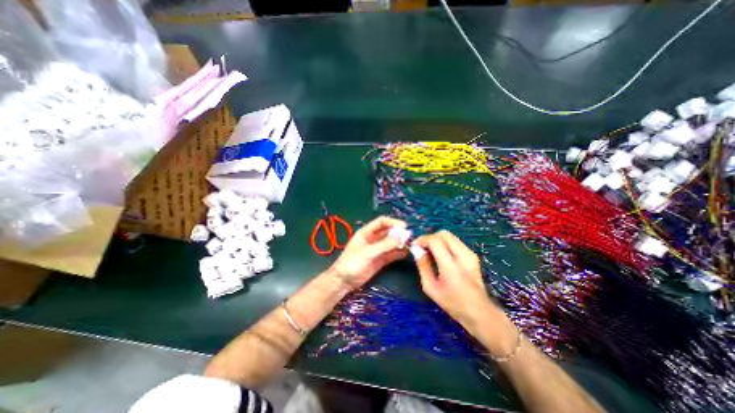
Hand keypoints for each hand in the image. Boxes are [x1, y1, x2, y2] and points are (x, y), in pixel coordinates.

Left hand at [330, 216, 410, 289]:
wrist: (344, 281)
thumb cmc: (352, 262)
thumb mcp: (368, 252)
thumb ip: (384, 245)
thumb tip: (401, 236)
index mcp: (366, 232)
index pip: (381, 222)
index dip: (393, 222)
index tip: (404, 226)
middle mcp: (373, 239)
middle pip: (387, 232)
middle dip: (398, 233)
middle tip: (409, 236)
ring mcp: (377, 250)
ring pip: (390, 243)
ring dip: (399, 243)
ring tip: (410, 244)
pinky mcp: (380, 260)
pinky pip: (391, 254)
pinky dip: (398, 253)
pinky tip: (406, 253)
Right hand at [413, 231, 505, 333]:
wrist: (480, 312)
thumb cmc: (453, 303)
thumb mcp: (431, 288)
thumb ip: (423, 266)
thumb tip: (417, 250)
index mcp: (451, 265)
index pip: (435, 241)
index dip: (423, 239)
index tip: (415, 246)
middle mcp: (462, 255)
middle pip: (443, 234)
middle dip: (430, 237)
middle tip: (422, 248)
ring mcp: (470, 254)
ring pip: (450, 236)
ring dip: (437, 240)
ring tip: (430, 252)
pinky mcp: (473, 255)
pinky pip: (455, 242)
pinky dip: (445, 244)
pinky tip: (441, 255)